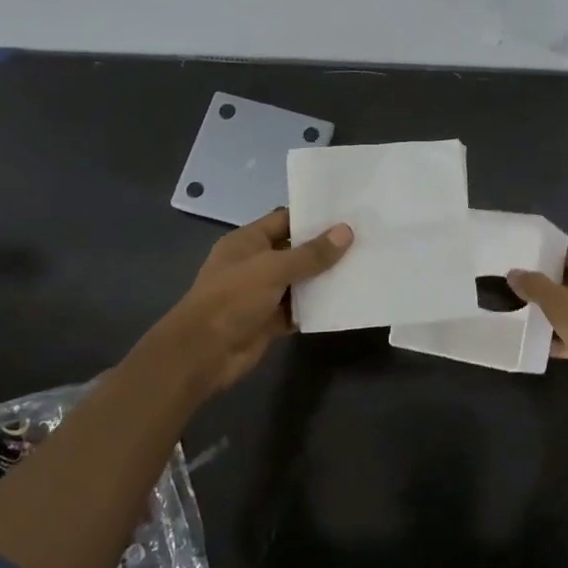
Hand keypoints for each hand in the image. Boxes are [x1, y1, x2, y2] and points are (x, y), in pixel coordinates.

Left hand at [147, 208, 351, 394]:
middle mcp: (255, 264)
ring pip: (299, 282)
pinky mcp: (270, 321)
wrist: (204, 352)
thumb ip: (311, 254)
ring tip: (362, 268)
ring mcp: (262, 294)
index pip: (284, 220)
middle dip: (325, 249)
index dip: (313, 217)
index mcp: (247, 241)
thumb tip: (346, 231)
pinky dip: (317, 307)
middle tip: (363, 241)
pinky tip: (345, 301)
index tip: (347, 215)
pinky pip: (298, 309)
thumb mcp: (273, 269)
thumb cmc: (233, 298)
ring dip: (324, 279)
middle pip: (295, 251)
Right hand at [507, 250, 567, 415]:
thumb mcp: (560, 305)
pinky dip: (564, 337)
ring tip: (524, 316)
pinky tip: (542, 346)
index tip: (522, 263)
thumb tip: (514, 272)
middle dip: (547, 286)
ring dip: (554, 313)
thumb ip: (536, 287)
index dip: (547, 258)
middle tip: (517, 290)